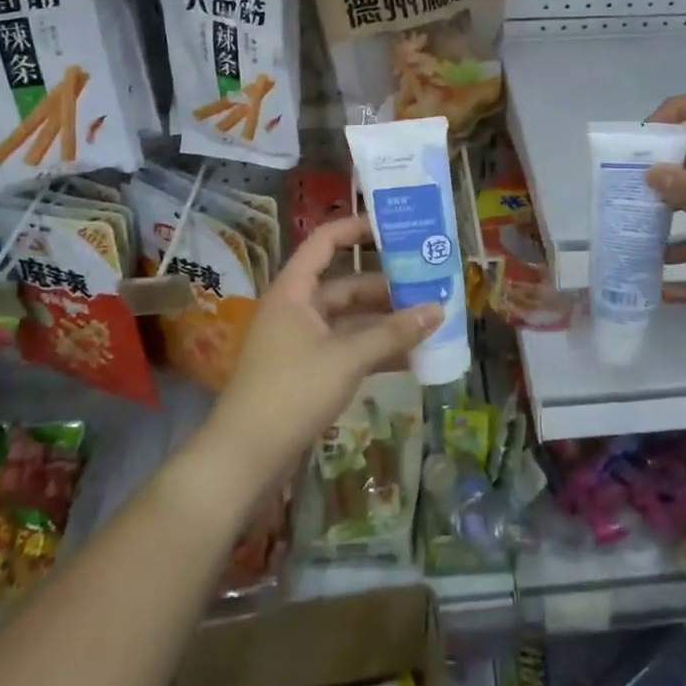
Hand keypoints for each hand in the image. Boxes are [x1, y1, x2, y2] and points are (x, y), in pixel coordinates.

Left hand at [208, 215, 440, 479]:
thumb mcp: (347, 357)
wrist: (246, 458)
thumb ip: (393, 333)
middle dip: (386, 285)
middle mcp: (297, 308)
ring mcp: (302, 341)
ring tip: (428, 318)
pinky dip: (375, 350)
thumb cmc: (292, 391)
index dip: (357, 228)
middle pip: (345, 284)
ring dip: (385, 321)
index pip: (325, 242)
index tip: (395, 228)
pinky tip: (411, 357)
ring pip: (350, 319)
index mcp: (294, 290)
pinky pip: (348, 348)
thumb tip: (439, 310)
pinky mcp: (308, 371)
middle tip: (428, 282)